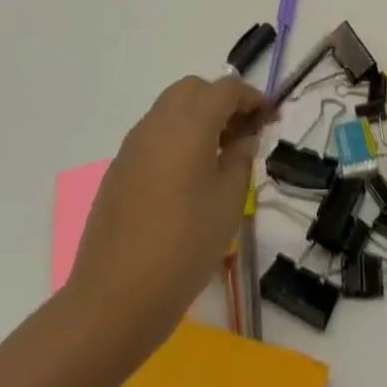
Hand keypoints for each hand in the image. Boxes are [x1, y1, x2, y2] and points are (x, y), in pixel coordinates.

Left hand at [64, 76, 264, 354]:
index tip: (271, 117)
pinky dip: (177, 137)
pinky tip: (188, 175)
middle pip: (193, 89)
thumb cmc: (184, 245)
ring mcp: (132, 145)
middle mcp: (157, 123)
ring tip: (219, 154)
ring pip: (170, 109)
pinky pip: (153, 135)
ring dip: (197, 117)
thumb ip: (240, 159)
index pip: (226, 89)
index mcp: (189, 124)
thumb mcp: (229, 202)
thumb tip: (243, 138)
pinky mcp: (118, 169)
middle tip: (243, 132)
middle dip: (221, 100)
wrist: (115, 297)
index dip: (252, 97)